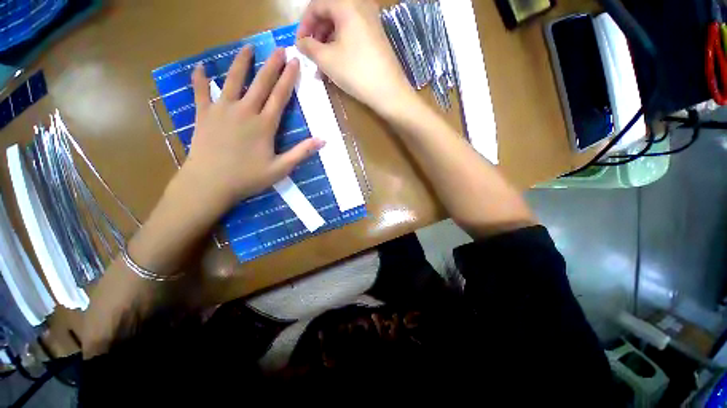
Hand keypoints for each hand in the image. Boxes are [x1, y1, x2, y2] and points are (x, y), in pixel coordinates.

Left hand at [179, 46, 323, 209]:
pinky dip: (200, 79)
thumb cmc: (248, 177)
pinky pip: (200, 92)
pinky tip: (199, 67)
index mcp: (264, 125)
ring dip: (241, 63)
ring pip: (233, 80)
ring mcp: (222, 110)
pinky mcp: (204, 114)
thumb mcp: (280, 169)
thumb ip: (301, 153)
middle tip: (280, 49)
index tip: (295, 62)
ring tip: (248, 47)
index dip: (289, 78)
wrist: (210, 183)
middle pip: (260, 83)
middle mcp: (244, 111)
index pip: (280, 96)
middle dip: (272, 65)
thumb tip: (323, 140)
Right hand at [296, 0, 415, 116]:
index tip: (299, 44)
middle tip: (311, 56)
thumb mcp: (327, 59)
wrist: (389, 91)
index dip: (304, 24)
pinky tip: (337, 66)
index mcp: (346, 4)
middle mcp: (361, 6)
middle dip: (317, 36)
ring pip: (342, 27)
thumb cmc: (356, 72)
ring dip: (328, 45)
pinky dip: (341, 48)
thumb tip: (301, 42)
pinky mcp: (377, 37)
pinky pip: (353, 36)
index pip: (316, 5)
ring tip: (322, 67)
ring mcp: (371, 22)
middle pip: (330, 14)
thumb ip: (309, 47)